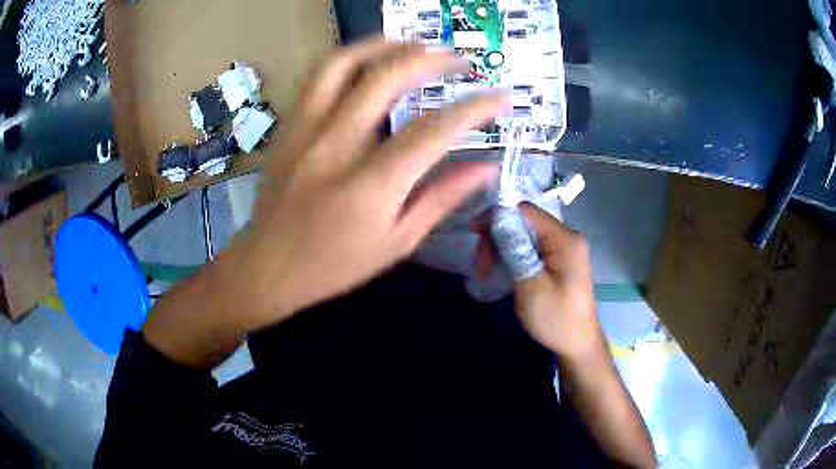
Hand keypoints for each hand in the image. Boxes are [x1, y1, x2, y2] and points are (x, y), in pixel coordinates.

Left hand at [225, 38, 509, 327]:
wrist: (268, 266)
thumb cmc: (334, 266)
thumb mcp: (397, 243)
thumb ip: (441, 198)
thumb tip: (484, 168)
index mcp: (369, 187)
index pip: (432, 132)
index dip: (474, 109)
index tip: (500, 97)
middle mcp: (335, 147)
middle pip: (386, 79)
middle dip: (431, 59)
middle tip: (458, 60)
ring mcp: (304, 131)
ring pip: (343, 64)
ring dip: (385, 45)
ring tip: (414, 45)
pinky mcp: (288, 127)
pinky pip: (317, 77)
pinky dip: (350, 58)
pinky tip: (370, 61)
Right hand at [474, 203, 601, 357]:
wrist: (577, 344)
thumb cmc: (556, 318)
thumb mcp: (531, 286)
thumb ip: (515, 250)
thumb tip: (496, 220)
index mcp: (564, 239)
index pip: (526, 211)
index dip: (497, 216)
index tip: (474, 233)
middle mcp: (565, 236)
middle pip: (523, 222)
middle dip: (497, 237)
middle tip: (481, 264)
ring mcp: (562, 248)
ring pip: (523, 235)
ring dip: (501, 249)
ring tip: (486, 271)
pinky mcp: (557, 260)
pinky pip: (529, 248)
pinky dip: (511, 256)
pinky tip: (499, 270)